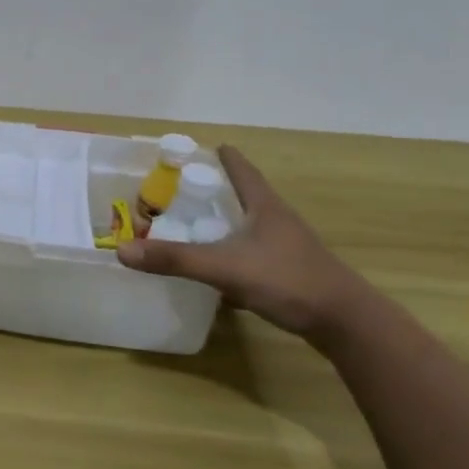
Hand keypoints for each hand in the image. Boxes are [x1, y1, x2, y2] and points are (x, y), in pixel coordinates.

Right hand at [116, 146, 372, 341]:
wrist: (345, 322)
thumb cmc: (287, 280)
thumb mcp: (224, 268)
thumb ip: (175, 259)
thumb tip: (123, 250)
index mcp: (264, 206)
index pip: (242, 171)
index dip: (224, 158)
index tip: (208, 146)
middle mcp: (277, 220)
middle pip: (246, 195)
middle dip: (219, 190)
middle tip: (186, 188)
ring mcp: (287, 247)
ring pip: (250, 226)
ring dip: (226, 222)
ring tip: (197, 224)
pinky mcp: (290, 272)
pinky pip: (255, 252)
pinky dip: (234, 251)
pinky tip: (219, 267)